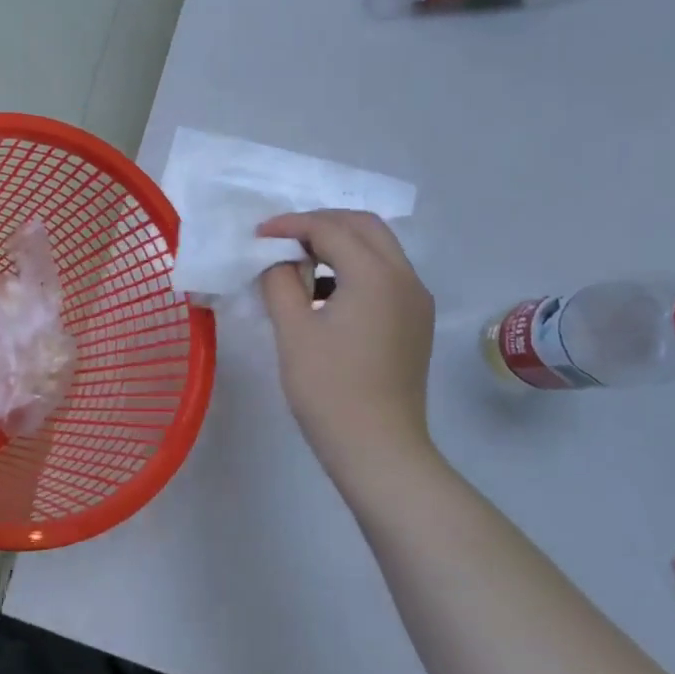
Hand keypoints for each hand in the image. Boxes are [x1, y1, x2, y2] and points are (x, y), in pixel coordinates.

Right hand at [257, 210, 439, 495]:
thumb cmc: (329, 388)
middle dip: (321, 224)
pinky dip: (354, 269)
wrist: (379, 450)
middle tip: (282, 239)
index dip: (290, 226)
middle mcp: (405, 278)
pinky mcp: (415, 323)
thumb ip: (280, 281)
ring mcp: (416, 301)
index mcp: (375, 274)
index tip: (258, 235)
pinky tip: (323, 294)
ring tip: (299, 262)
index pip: (330, 229)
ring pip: (379, 249)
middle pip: (363, 226)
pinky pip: (385, 276)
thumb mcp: (293, 329)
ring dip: (340, 244)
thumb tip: (277, 260)